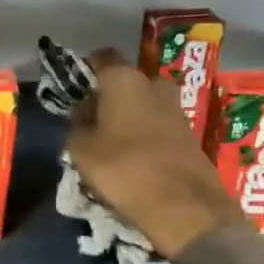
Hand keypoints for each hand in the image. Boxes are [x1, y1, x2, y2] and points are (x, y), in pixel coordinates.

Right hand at [65, 49, 243, 258]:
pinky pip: (157, 126)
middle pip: (125, 82)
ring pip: (143, 104)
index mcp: (124, 79)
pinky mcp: (189, 134)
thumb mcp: (81, 150)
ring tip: (109, 145)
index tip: (75, 90)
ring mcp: (176, 109)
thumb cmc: (123, 169)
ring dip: (127, 118)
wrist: (183, 206)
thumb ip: (76, 125)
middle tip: (91, 122)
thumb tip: (82, 115)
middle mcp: (154, 85)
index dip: (86, 70)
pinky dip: (144, 135)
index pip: (102, 57)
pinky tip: (132, 158)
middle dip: (109, 97)